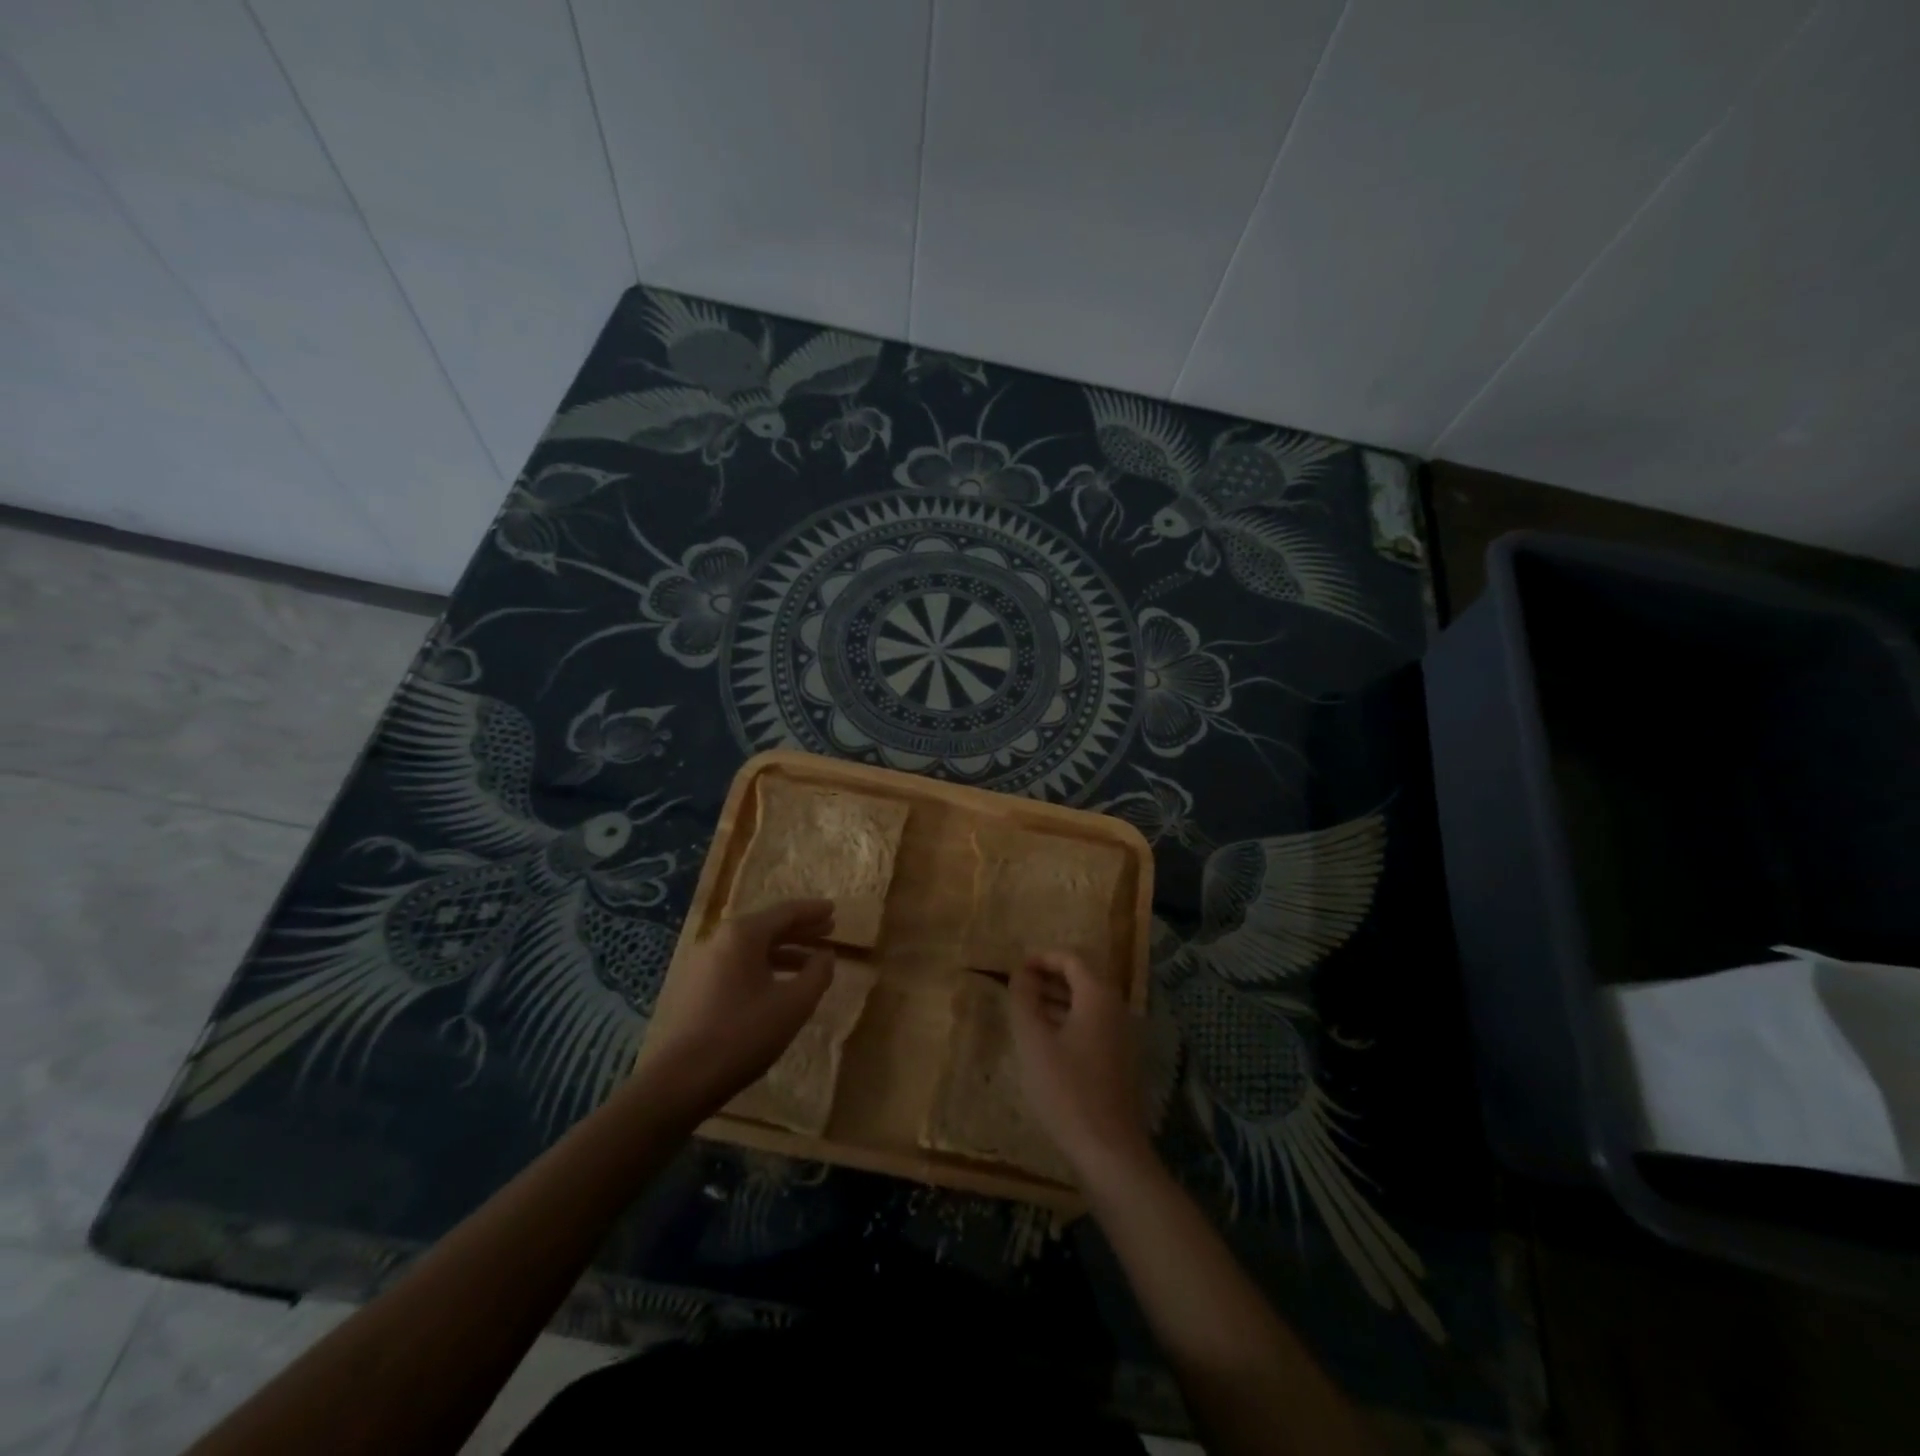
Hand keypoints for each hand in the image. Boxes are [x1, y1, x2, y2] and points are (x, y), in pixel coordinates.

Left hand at [633, 899, 835, 1118]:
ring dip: (784, 950)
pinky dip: (765, 966)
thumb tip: (826, 955)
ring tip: (811, 961)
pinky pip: (739, 964)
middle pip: (768, 926)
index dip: (813, 911)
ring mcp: (704, 963)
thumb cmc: (744, 1034)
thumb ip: (817, 974)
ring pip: (752, 947)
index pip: (785, 912)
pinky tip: (779, 984)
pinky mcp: (697, 987)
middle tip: (828, 930)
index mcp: (743, 934)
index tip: (834, 909)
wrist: (681, 1079)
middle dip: (800, 929)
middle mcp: (720, 940)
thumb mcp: (794, 1004)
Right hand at [1010, 951, 1155, 1182]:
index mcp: (1098, 997)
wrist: (1109, 1150)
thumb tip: (1020, 973)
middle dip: (1048, 979)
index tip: (1015, 967)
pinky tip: (1045, 1042)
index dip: (1041, 958)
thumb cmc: (1067, 1090)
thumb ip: (1024, 1000)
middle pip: (1081, 980)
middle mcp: (1116, 1009)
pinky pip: (1092, 1027)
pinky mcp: (1120, 1061)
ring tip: (1025, 1012)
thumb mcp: (1034, 1041)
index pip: (1071, 959)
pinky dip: (1068, 1023)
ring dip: (1056, 1002)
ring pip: (1086, 1005)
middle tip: (1017, 988)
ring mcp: (1122, 1036)